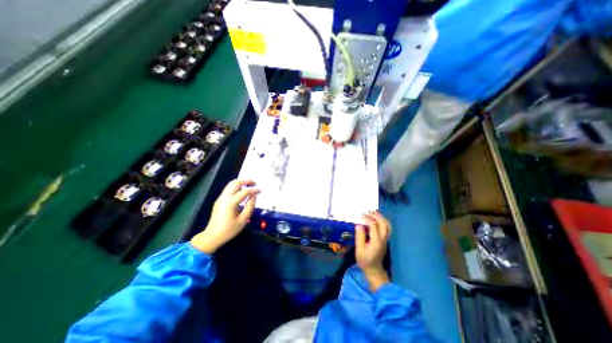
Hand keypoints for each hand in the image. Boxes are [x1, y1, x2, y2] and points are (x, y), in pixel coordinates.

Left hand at [191, 179, 258, 253]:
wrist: (211, 236)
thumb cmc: (228, 230)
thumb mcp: (243, 220)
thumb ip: (250, 207)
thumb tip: (254, 196)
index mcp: (230, 203)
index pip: (245, 192)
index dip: (254, 190)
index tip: (260, 191)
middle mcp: (224, 198)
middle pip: (235, 183)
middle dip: (246, 181)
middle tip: (254, 183)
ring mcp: (220, 198)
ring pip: (231, 184)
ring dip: (241, 182)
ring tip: (249, 184)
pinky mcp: (219, 200)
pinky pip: (228, 189)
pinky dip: (236, 186)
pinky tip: (242, 191)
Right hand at [355, 212, 391, 291]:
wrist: (374, 271)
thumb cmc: (365, 261)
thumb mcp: (359, 250)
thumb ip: (359, 237)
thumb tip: (359, 225)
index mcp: (376, 241)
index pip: (374, 226)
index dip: (367, 219)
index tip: (360, 216)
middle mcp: (383, 239)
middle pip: (383, 224)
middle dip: (376, 216)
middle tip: (368, 212)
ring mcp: (385, 240)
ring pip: (387, 225)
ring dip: (380, 218)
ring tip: (372, 213)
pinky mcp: (385, 240)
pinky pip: (386, 228)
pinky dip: (382, 221)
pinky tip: (375, 220)